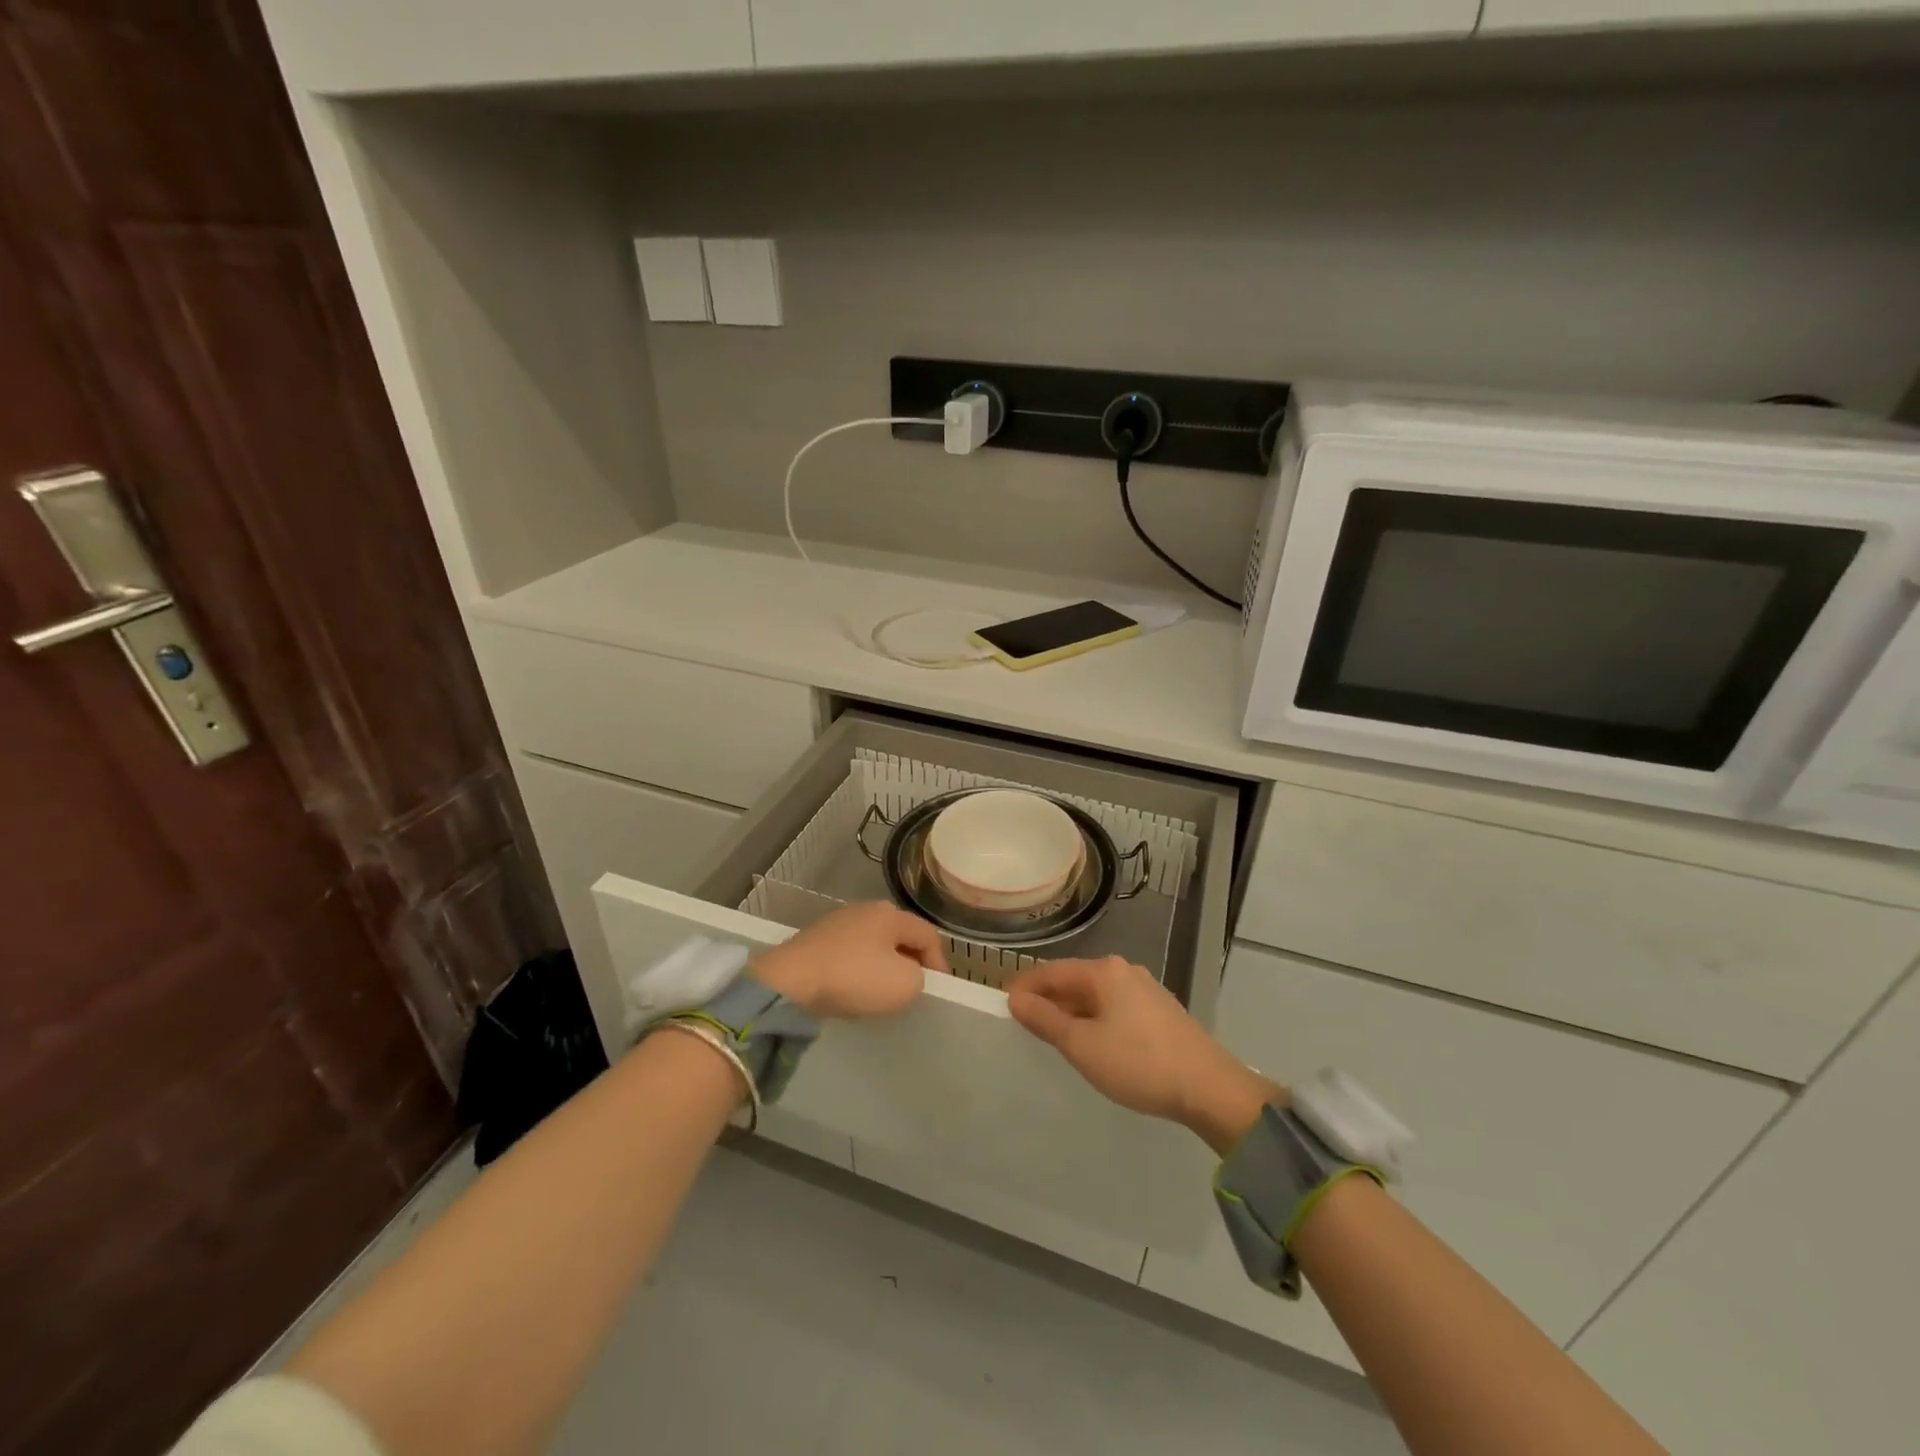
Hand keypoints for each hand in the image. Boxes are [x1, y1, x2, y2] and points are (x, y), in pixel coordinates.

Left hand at [749, 902, 945, 1018]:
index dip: (940, 962)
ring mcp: (838, 922)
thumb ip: (920, 977)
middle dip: (911, 961)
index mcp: (891, 914)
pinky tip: (853, 989)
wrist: (790, 982)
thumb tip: (909, 973)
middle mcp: (866, 910)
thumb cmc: (854, 977)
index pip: (928, 934)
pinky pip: (850, 954)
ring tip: (883, 992)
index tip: (940, 989)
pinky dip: (859, 970)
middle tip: (914, 988)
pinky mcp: (816, 939)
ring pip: (874, 944)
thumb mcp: (904, 984)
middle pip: (900, 936)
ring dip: (884, 966)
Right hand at [1007, 956, 1282, 1152]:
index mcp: (1104, 971)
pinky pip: (1115, 1007)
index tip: (1004, 1007)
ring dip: (1072, 1012)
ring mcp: (1146, 990)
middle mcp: (1125, 971)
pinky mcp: (1160, 1011)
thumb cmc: (1138, 1063)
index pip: (1052, 971)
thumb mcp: (1082, 1045)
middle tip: (1025, 1026)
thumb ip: (1046, 1020)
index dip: (1025, 987)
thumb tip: (1016, 999)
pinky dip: (1095, 1020)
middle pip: (1074, 980)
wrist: (1209, 1087)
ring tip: (1054, 1037)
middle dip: (1048, 1000)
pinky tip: (1093, 1043)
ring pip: (1096, 996)